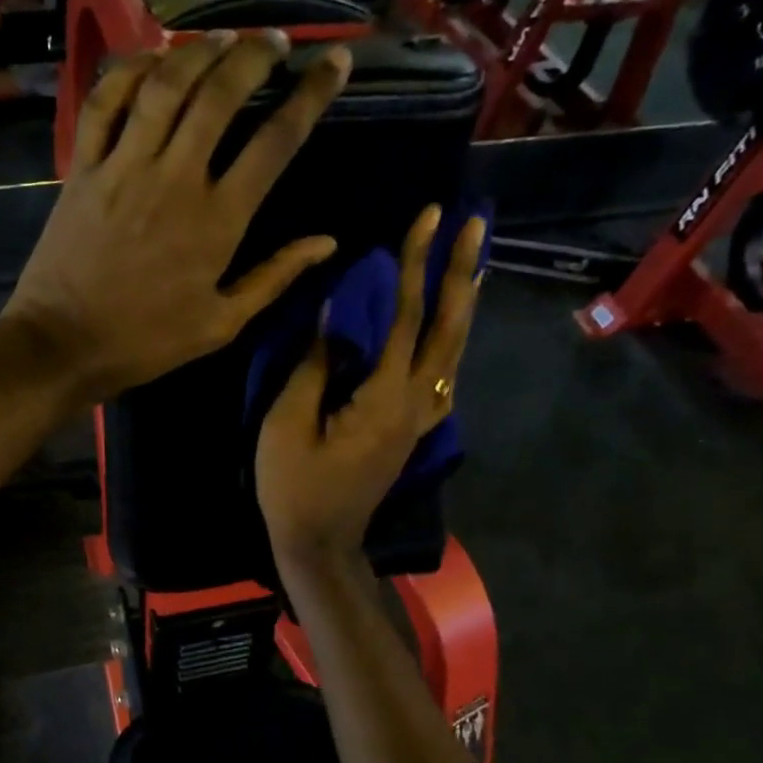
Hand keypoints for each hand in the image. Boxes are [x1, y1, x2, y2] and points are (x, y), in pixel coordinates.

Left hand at [0, 31, 350, 404]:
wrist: (64, 344)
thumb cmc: (147, 341)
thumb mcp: (221, 323)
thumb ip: (274, 277)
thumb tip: (326, 241)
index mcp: (218, 219)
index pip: (276, 140)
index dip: (311, 94)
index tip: (335, 61)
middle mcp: (176, 178)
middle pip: (221, 93)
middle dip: (255, 54)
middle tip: (274, 41)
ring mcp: (124, 166)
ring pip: (165, 85)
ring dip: (198, 50)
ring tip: (222, 36)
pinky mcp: (84, 167)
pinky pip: (105, 102)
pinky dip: (128, 70)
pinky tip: (150, 58)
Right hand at [257, 204, 485, 567]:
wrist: (320, 545)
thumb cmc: (294, 487)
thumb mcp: (288, 423)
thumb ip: (315, 364)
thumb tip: (336, 310)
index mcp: (383, 398)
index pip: (405, 317)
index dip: (415, 265)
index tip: (428, 217)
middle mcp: (415, 404)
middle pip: (449, 329)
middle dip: (462, 273)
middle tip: (474, 225)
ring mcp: (420, 422)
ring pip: (453, 353)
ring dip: (464, 305)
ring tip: (473, 265)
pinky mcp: (413, 433)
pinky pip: (443, 380)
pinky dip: (452, 347)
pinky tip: (450, 333)